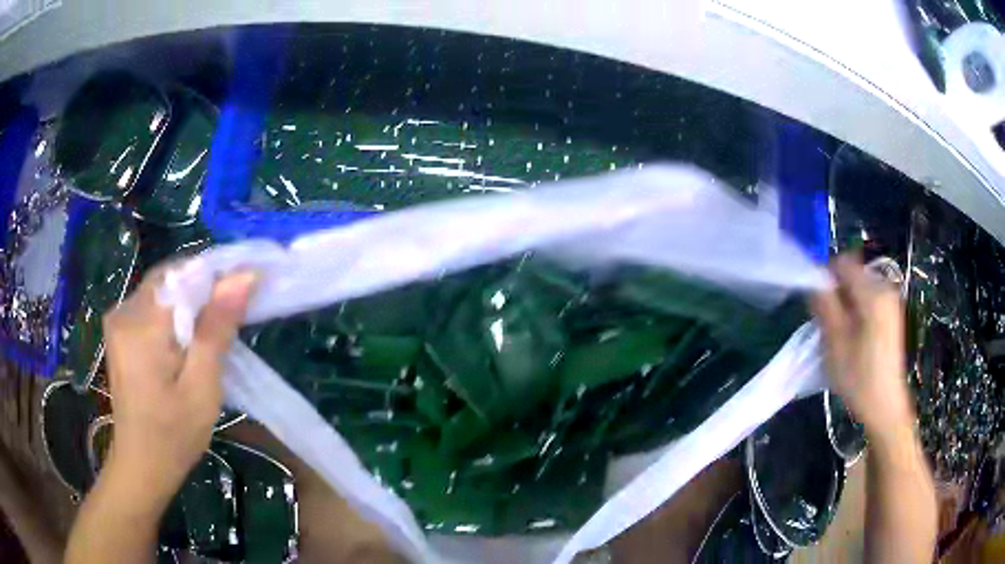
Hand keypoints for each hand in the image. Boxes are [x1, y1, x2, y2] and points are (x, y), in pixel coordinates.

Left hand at [101, 266, 256, 510]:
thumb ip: (216, 330)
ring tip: (212, 332)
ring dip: (189, 301)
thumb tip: (242, 278)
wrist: (141, 465)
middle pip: (170, 278)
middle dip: (203, 288)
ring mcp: (118, 319)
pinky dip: (174, 313)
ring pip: (162, 289)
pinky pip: (152, 304)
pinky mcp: (119, 330)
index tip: (247, 287)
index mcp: (142, 326)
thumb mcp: (202, 389)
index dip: (217, 274)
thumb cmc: (174, 436)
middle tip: (232, 315)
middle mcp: (124, 311)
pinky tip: (186, 341)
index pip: (183, 273)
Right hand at [810, 254, 914, 444]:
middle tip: (828, 325)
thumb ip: (824, 304)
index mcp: (873, 292)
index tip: (816, 304)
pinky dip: (856, 312)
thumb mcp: (835, 342)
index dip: (825, 277)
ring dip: (845, 305)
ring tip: (840, 336)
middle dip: (836, 294)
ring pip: (858, 289)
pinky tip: (853, 339)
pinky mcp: (891, 314)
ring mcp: (890, 301)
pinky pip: (867, 300)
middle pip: (851, 275)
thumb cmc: (859, 378)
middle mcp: (885, 288)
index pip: (843, 263)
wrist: (885, 407)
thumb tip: (813, 279)